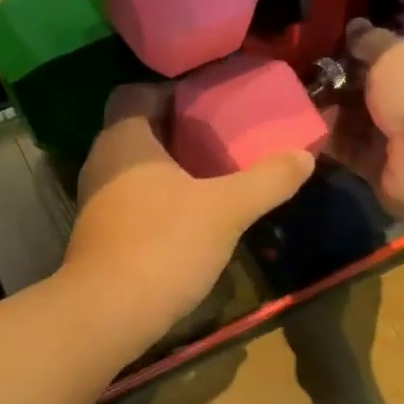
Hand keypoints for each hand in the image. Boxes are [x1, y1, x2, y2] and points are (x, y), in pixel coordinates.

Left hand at [63, 84, 315, 333]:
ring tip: (216, 172)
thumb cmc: (165, 244)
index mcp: (124, 138)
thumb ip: (268, 180)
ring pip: (138, 168)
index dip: (174, 90)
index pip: (139, 92)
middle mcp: (102, 161)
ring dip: (173, 166)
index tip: (212, 100)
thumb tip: (305, 156)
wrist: (109, 314)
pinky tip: (193, 214)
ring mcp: (97, 200)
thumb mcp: (227, 209)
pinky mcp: (101, 234)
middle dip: (181, 129)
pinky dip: (162, 197)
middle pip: (141, 129)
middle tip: (225, 135)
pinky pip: (135, 199)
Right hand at [325, 19, 403, 219]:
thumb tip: (355, 26)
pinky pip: (354, 151)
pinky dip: (333, 141)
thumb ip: (371, 41)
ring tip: (303, 99)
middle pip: (385, 90)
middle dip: (350, 84)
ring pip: (366, 121)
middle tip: (317, 73)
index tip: (347, 46)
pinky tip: (307, 127)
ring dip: (336, 112)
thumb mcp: (394, 53)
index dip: (382, 50)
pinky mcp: (389, 169)